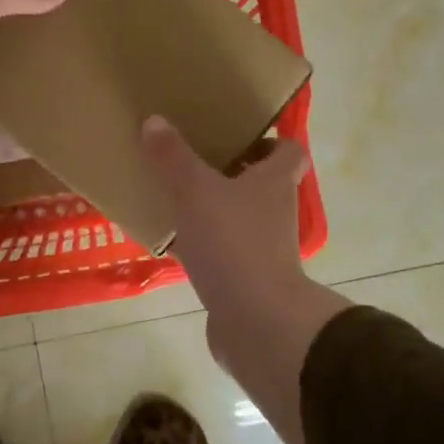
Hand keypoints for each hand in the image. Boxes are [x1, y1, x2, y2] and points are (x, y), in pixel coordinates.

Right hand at [142, 117, 350, 443]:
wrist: (256, 322)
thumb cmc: (233, 243)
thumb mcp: (195, 191)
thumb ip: (173, 157)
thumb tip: (155, 121)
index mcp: (274, 183)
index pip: (289, 151)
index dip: (268, 141)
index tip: (234, 136)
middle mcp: (276, 212)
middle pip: (261, 184)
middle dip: (230, 173)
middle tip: (193, 162)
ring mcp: (265, 250)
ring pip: (239, 219)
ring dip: (213, 210)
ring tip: (174, 199)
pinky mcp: (248, 280)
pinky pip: (223, 254)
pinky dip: (202, 247)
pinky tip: (170, 243)